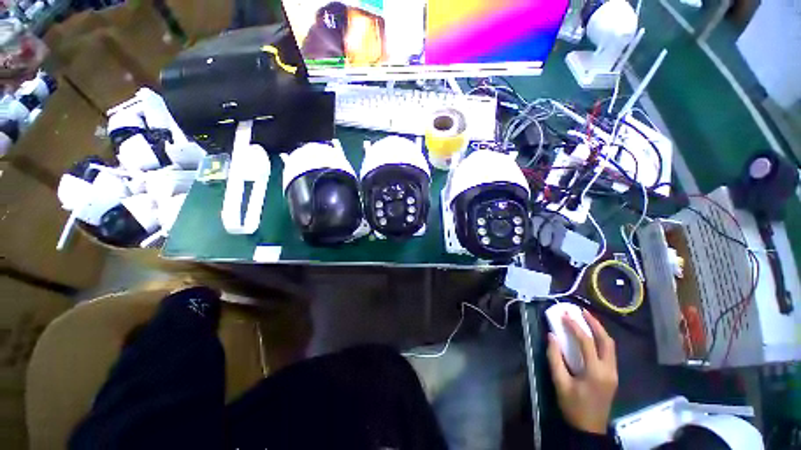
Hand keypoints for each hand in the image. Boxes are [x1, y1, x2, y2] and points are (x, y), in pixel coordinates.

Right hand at [547, 308, 617, 433]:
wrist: (589, 429)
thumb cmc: (573, 407)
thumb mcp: (560, 383)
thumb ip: (554, 358)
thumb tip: (552, 336)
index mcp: (596, 372)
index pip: (587, 342)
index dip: (575, 326)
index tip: (564, 315)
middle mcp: (609, 370)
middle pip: (607, 341)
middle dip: (595, 323)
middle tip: (582, 311)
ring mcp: (614, 374)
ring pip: (611, 346)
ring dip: (599, 330)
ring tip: (587, 319)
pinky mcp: (612, 376)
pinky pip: (609, 353)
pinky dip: (601, 340)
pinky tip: (591, 336)